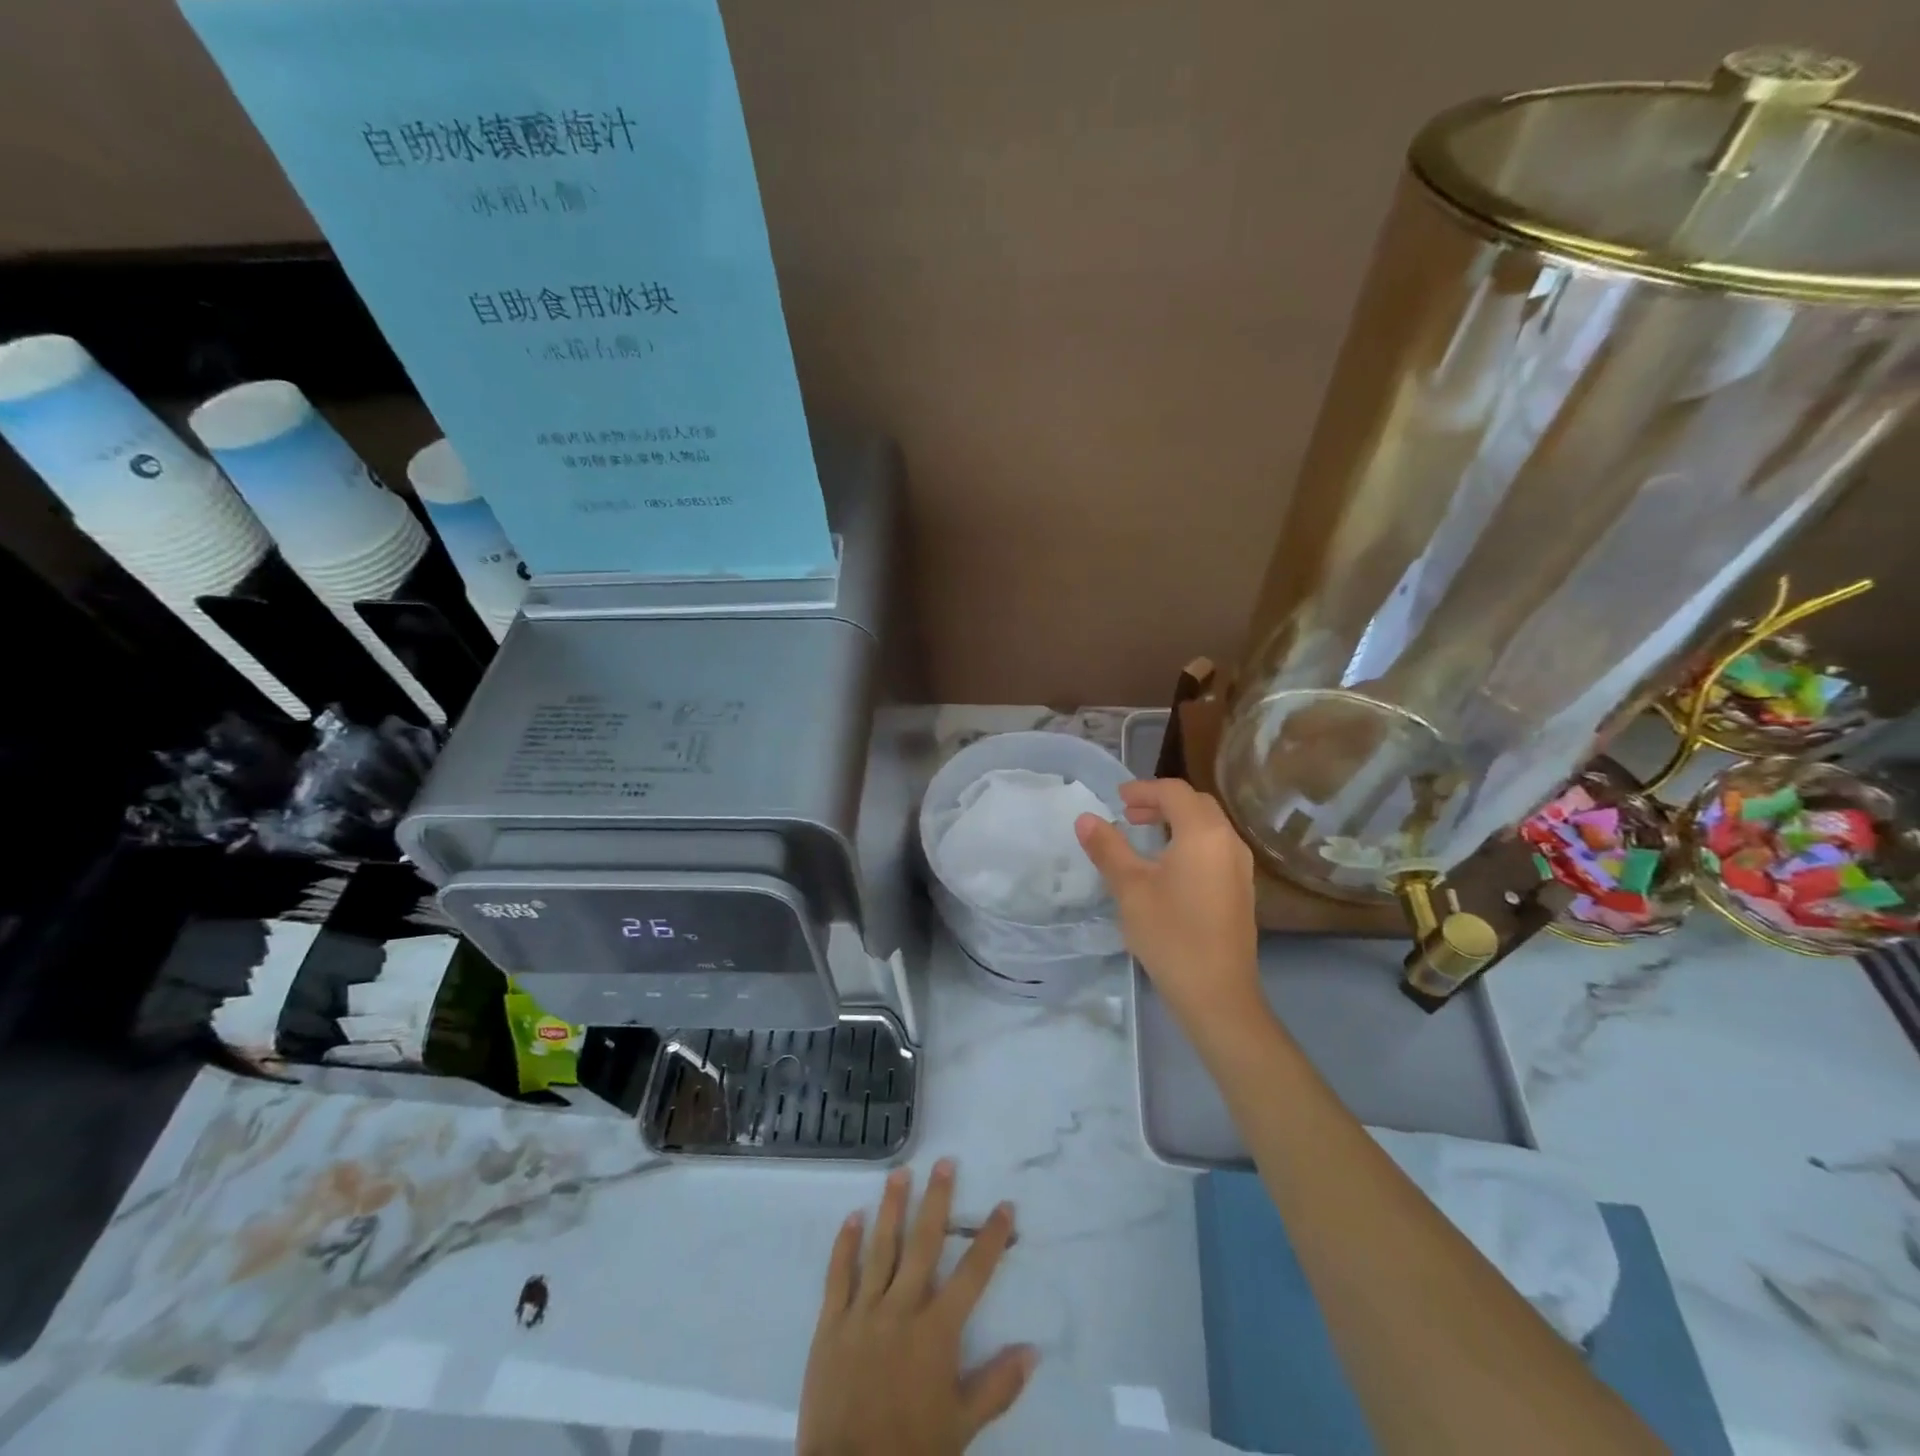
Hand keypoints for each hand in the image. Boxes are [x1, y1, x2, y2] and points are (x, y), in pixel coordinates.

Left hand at [798, 1160, 1036, 1455]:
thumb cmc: (911, 1449)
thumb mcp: (962, 1425)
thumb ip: (997, 1386)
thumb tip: (1033, 1350)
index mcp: (936, 1331)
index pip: (972, 1274)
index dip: (990, 1239)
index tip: (1004, 1205)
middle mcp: (902, 1308)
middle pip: (923, 1243)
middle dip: (937, 1200)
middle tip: (944, 1162)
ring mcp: (864, 1311)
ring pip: (881, 1247)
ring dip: (892, 1207)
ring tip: (900, 1172)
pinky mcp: (832, 1322)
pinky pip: (839, 1275)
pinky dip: (845, 1244)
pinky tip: (853, 1216)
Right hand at [1075, 779, 1263, 1033]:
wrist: (1217, 994)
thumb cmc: (1170, 934)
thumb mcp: (1129, 888)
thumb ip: (1107, 848)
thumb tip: (1086, 819)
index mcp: (1203, 833)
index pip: (1174, 791)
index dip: (1143, 789)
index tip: (1116, 800)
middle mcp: (1228, 841)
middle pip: (1196, 803)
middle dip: (1160, 802)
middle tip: (1128, 815)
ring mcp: (1240, 867)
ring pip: (1208, 826)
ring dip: (1176, 821)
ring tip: (1144, 838)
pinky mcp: (1241, 889)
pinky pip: (1215, 847)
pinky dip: (1189, 841)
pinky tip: (1168, 868)